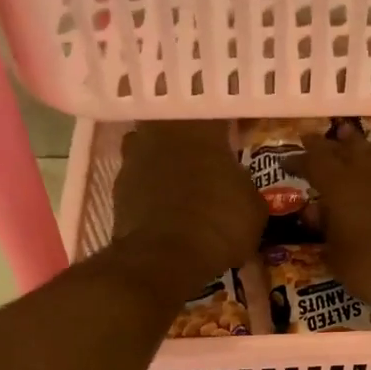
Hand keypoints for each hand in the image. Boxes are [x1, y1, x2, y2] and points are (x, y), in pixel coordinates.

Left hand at [111, 120, 266, 297]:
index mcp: (201, 128)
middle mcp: (163, 132)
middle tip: (209, 155)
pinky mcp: (117, 188)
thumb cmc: (218, 223)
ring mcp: (134, 158)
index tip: (240, 134)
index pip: (217, 111)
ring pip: (152, 147)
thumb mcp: (253, 207)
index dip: (229, 123)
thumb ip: (244, 185)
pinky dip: (152, 188)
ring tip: (185, 182)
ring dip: (167, 160)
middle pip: (177, 124)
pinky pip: (140, 178)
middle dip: (191, 138)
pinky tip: (167, 206)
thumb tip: (238, 185)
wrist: (163, 258)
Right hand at [300, 128, 370, 314]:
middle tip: (312, 140)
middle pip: (342, 150)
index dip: (297, 160)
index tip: (285, 160)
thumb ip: (327, 236)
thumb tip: (317, 214)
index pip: (312, 164)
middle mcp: (368, 171)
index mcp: (339, 189)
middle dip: (325, 145)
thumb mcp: (342, 263)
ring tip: (347, 135)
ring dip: (358, 144)